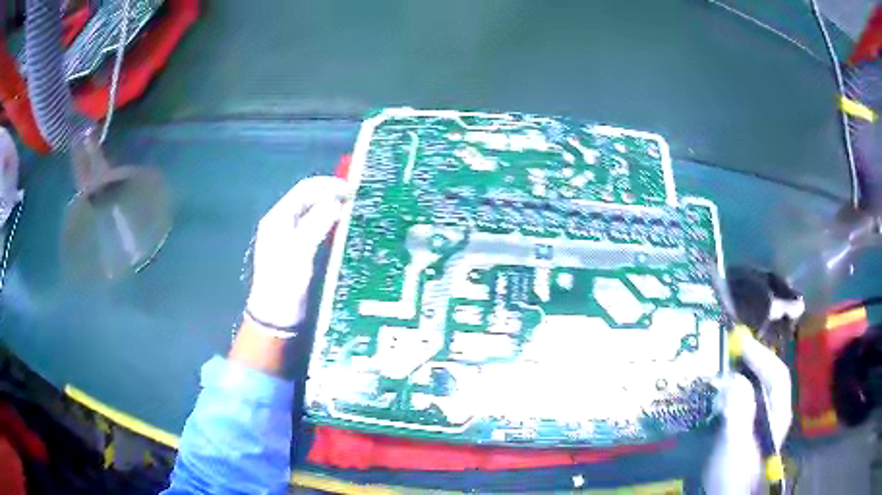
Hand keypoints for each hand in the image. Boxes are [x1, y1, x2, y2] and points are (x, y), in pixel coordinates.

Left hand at [245, 176, 348, 337]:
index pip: (304, 190)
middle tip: (356, 199)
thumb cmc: (285, 283)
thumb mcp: (300, 253)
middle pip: (309, 198)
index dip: (328, 185)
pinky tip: (343, 228)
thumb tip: (335, 202)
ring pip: (313, 212)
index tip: (353, 189)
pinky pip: (315, 227)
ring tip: (353, 211)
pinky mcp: (298, 248)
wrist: (276, 315)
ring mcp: (289, 235)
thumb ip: (316, 225)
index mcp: (278, 218)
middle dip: (331, 195)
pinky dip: (329, 223)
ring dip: (332, 208)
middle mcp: (282, 221)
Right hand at [704, 333, 792, 494]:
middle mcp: (773, 413)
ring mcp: (760, 422)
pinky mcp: (746, 430)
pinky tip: (718, 394)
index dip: (761, 355)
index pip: (777, 374)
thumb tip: (735, 379)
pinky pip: (742, 402)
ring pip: (755, 389)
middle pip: (767, 378)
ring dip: (740, 375)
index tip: (740, 343)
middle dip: (750, 362)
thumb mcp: (736, 444)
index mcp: (778, 413)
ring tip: (721, 368)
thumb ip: (738, 411)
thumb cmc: (733, 474)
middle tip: (727, 352)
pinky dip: (732, 392)